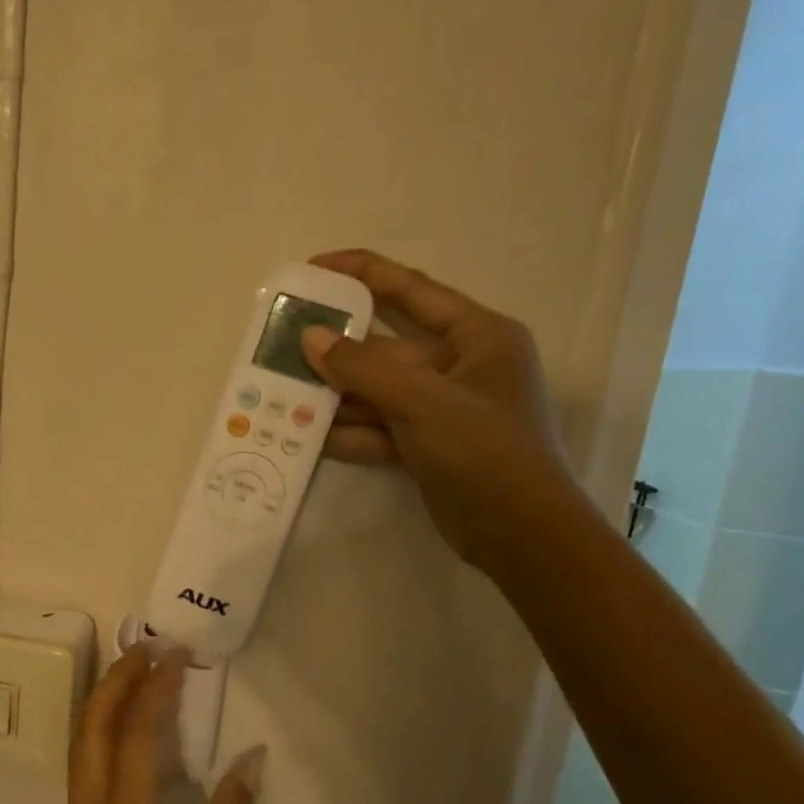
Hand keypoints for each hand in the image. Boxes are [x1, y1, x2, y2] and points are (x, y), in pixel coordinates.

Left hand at [58, 646, 263, 803]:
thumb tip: (251, 759)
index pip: (138, 732)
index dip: (156, 686)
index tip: (176, 653)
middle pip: (93, 724)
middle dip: (118, 678)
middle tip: (150, 648)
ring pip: (81, 742)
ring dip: (105, 700)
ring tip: (138, 673)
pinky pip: (84, 765)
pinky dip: (102, 731)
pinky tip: (128, 730)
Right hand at [301, 248, 592, 568]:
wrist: (520, 535)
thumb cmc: (486, 451)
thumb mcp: (424, 402)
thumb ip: (363, 368)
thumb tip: (311, 338)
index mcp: (478, 336)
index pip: (412, 290)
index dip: (363, 273)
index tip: (315, 268)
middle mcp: (460, 366)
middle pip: (386, 346)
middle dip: (337, 347)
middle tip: (284, 340)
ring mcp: (441, 409)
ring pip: (376, 391)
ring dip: (335, 394)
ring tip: (283, 391)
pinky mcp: (426, 446)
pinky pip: (378, 428)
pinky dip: (348, 432)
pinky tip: (307, 436)